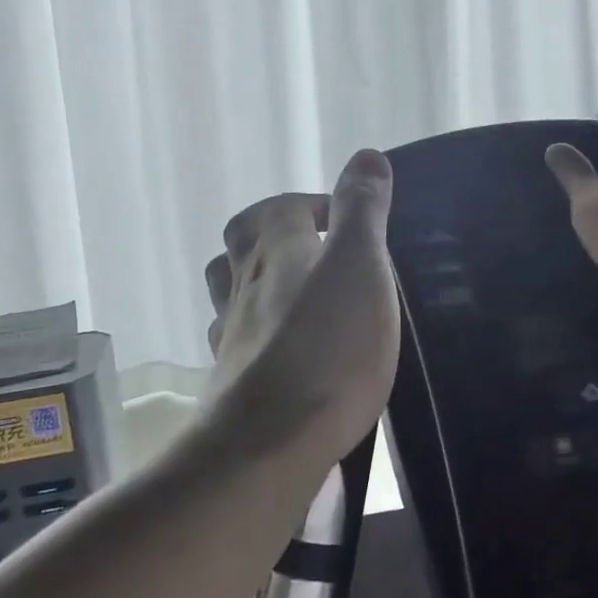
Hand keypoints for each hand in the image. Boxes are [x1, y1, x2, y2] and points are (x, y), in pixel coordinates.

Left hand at [203, 149, 401, 455]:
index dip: (314, 202)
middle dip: (273, 231)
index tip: (349, 220)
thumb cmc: (328, 345)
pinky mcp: (232, 379)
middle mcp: (245, 283)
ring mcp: (232, 333)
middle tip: (317, 248)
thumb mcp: (360, 265)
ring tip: (297, 291)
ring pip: (230, 288)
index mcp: (277, 249)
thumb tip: (367, 155)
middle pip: (242, 240)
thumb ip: (363, 209)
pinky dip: (257, 329)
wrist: (269, 442)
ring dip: (257, 277)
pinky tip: (282, 347)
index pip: (282, 205)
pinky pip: (237, 338)